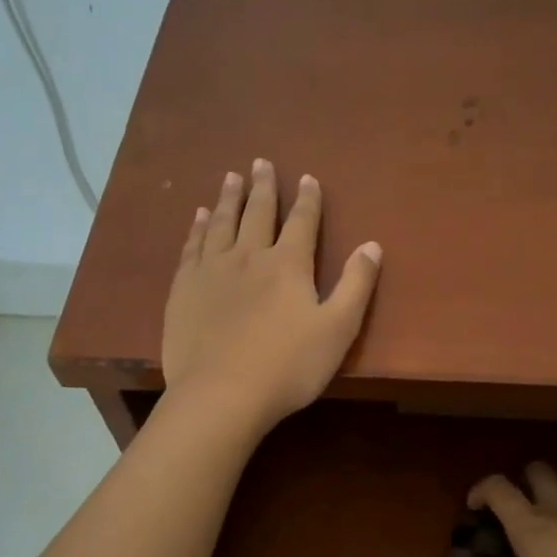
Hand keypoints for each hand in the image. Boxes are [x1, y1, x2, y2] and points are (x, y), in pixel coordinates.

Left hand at [162, 160, 381, 434]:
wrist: (222, 394)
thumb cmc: (288, 367)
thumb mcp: (338, 330)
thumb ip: (356, 286)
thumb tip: (372, 245)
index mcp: (288, 265)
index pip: (302, 222)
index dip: (307, 199)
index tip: (307, 177)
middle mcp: (248, 257)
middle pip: (257, 213)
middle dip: (263, 187)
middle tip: (261, 162)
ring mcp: (211, 271)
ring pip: (222, 223)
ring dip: (229, 198)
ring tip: (231, 177)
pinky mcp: (184, 289)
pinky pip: (192, 247)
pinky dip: (197, 228)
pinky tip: (199, 217)